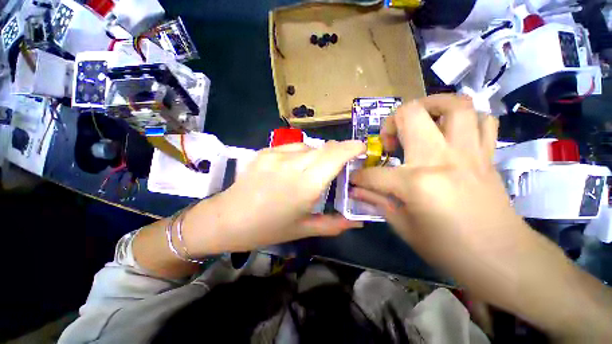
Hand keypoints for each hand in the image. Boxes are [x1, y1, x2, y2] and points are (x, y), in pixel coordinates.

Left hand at [184, 140, 365, 254]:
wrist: (227, 219)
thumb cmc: (267, 228)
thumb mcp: (303, 229)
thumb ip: (334, 224)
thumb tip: (357, 222)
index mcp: (305, 185)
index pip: (335, 156)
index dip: (351, 147)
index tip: (361, 148)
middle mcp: (292, 164)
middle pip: (324, 148)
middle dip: (338, 151)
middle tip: (341, 164)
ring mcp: (276, 154)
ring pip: (309, 146)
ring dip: (318, 154)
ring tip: (313, 170)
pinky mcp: (264, 151)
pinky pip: (291, 147)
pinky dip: (300, 154)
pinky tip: (293, 167)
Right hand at [350, 94, 519, 266]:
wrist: (503, 259)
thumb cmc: (449, 249)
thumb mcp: (404, 228)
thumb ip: (378, 201)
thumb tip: (356, 190)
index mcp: (416, 183)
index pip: (373, 173)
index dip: (359, 177)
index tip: (355, 180)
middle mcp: (441, 158)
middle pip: (410, 115)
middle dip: (390, 122)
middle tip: (389, 140)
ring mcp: (468, 152)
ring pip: (454, 105)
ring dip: (431, 106)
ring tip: (420, 121)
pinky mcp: (486, 155)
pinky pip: (482, 120)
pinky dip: (466, 119)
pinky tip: (452, 133)